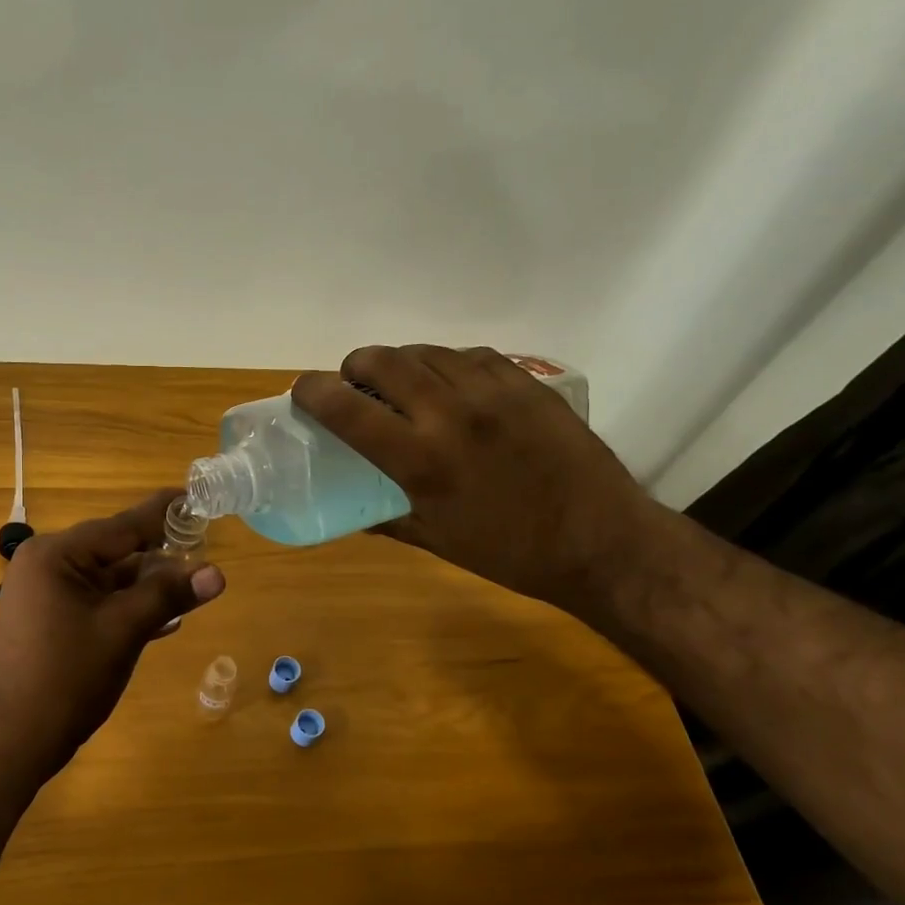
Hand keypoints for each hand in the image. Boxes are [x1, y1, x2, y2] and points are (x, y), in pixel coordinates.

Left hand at [0, 489, 225, 772]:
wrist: (15, 739)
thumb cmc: (68, 676)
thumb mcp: (124, 629)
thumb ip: (168, 594)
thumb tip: (217, 573)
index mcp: (56, 554)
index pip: (122, 527)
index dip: (163, 515)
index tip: (195, 498)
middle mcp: (46, 564)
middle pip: (115, 551)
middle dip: (159, 557)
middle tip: (204, 549)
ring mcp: (44, 593)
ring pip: (107, 579)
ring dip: (147, 586)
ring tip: (192, 585)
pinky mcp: (49, 619)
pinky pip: (95, 600)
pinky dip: (126, 606)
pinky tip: (164, 618)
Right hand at [292, 345, 662, 610]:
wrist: (602, 542)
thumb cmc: (509, 553)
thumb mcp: (435, 541)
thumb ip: (385, 519)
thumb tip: (352, 512)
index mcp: (422, 460)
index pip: (348, 408)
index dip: (313, 391)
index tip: (302, 391)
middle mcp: (451, 415)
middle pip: (384, 360)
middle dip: (355, 365)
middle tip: (355, 384)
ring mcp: (494, 393)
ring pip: (427, 351)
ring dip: (402, 362)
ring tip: (403, 385)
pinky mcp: (528, 384)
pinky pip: (472, 356)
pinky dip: (448, 365)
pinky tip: (452, 385)